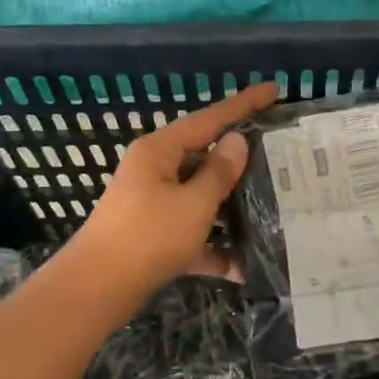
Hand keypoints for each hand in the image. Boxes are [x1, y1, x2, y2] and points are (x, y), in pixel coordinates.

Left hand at [67, 81, 280, 306]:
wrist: (98, 288)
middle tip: (281, 158)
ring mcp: (154, 203)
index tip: (274, 90)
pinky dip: (213, 247)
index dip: (243, 104)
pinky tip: (241, 268)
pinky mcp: (155, 235)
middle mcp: (155, 171)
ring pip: (202, 197)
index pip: (209, 119)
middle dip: (241, 164)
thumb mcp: (193, 203)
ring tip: (273, 210)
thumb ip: (219, 172)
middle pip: (205, 158)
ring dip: (231, 210)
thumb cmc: (148, 237)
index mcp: (160, 151)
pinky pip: (193, 233)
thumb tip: (236, 141)